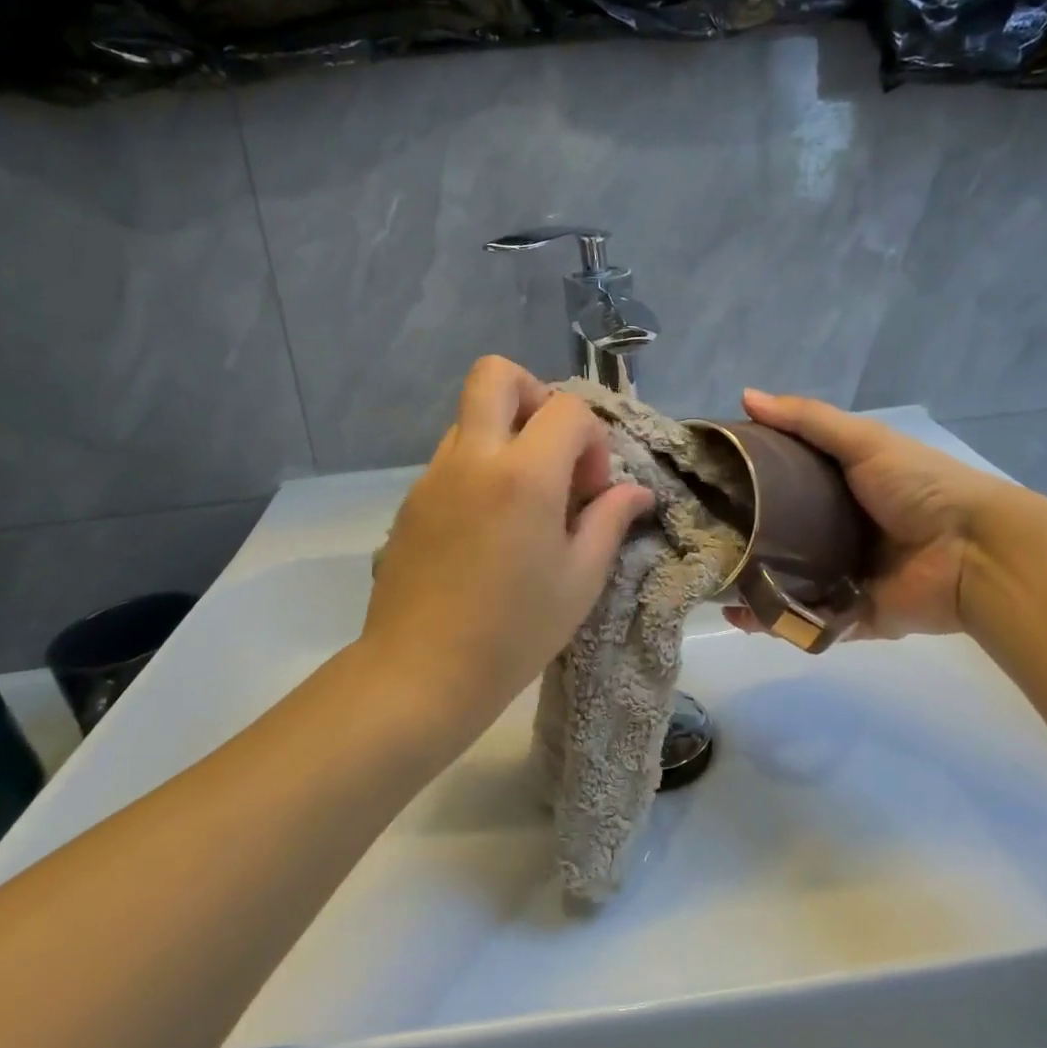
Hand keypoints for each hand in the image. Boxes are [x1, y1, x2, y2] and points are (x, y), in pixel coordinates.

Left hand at [361, 357, 652, 743]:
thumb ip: (610, 520)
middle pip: (496, 374)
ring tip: (523, 497)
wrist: (421, 673)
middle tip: (552, 452)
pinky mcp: (412, 499)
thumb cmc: (514, 631)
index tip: (589, 491)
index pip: (566, 408)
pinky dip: (480, 467)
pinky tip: (491, 525)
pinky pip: (452, 456)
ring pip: (472, 416)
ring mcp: (434, 475)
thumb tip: (634, 491)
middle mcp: (473, 458)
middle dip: (535, 396)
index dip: (591, 440)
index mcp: (523, 475)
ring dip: (506, 435)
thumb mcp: (580, 579)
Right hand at [728, 389, 1018, 637]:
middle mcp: (838, 533)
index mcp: (841, 491)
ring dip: (751, 585)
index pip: (783, 485)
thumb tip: (744, 396)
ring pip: (787, 582)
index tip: (708, 484)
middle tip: (702, 539)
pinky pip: (806, 620)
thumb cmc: (919, 487)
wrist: (975, 551)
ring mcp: (844, 576)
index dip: (749, 483)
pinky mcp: (852, 616)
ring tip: (711, 582)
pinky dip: (775, 622)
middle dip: (743, 540)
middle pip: (780, 537)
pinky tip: (740, 616)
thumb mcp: (863, 441)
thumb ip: (807, 420)